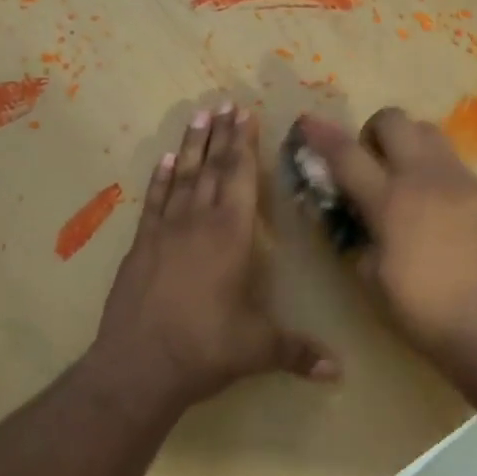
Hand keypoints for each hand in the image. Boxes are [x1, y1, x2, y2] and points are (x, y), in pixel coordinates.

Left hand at [94, 104, 337, 409]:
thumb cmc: (205, 349)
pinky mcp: (140, 247)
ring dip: (191, 146)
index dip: (243, 145)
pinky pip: (154, 202)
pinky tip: (164, 161)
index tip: (244, 114)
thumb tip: (340, 372)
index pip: (239, 179)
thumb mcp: (258, 349)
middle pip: (212, 168)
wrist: (137, 367)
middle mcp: (198, 223)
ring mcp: (164, 232)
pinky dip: (160, 179)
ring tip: (198, 116)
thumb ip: (298, 352)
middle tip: (224, 103)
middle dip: (221, 135)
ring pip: (182, 177)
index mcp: (230, 236)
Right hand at [294, 109, 476, 362]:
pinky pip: (460, 168)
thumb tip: (354, 212)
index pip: (347, 155)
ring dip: (411, 146)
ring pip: (431, 132)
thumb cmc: (422, 312)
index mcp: (390, 202)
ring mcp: (464, 180)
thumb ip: (357, 235)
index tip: (308, 122)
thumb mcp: (371, 278)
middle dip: (375, 131)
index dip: (322, 136)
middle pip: (394, 120)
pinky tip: (447, 214)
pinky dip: (442, 178)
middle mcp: (427, 178)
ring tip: (410, 182)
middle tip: (373, 162)